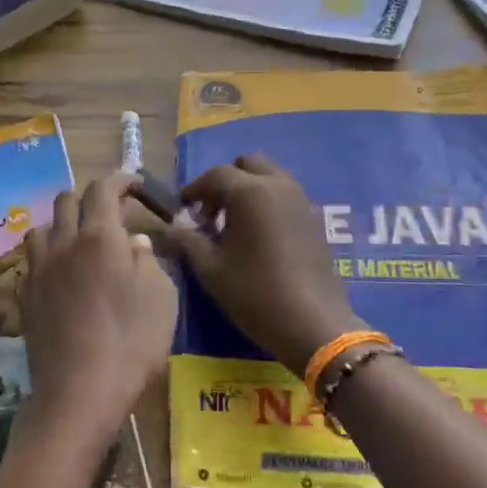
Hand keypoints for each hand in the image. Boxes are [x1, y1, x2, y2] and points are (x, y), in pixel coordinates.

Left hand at [16, 174, 177, 468]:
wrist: (78, 393)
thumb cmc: (131, 344)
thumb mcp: (161, 298)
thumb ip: (149, 261)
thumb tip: (135, 242)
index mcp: (99, 237)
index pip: (103, 189)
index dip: (121, 180)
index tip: (135, 184)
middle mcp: (63, 244)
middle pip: (66, 200)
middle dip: (90, 198)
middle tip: (111, 214)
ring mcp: (38, 270)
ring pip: (42, 227)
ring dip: (62, 224)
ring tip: (80, 242)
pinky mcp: (25, 297)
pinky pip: (33, 260)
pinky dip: (48, 255)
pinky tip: (62, 275)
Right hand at [163, 153, 360, 375]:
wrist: (312, 323)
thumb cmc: (254, 293)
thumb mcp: (211, 269)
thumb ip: (188, 241)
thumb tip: (171, 227)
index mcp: (250, 192)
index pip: (215, 174)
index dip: (194, 188)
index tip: (182, 207)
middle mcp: (278, 186)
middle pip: (248, 164)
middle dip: (226, 181)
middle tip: (211, 212)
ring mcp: (302, 200)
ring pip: (270, 176)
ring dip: (249, 189)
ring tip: (234, 225)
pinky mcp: (315, 219)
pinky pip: (286, 195)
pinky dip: (268, 202)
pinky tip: (259, 236)